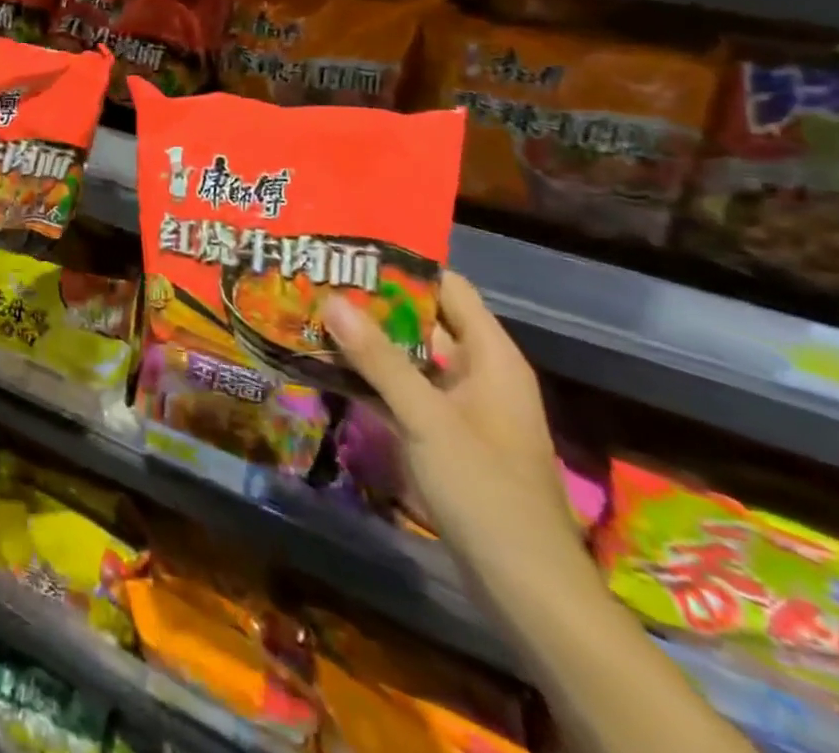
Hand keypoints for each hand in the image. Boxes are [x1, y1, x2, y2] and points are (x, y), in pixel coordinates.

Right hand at [323, 274, 585, 585]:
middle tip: (318, 280)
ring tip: (312, 315)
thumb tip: (332, 299)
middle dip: (373, 302)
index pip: (448, 288)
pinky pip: (403, 391)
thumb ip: (379, 359)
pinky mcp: (444, 436)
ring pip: (409, 357)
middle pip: (423, 320)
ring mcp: (460, 406)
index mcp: (491, 357)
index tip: (351, 251)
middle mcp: (478, 372)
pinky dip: (371, 378)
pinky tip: (328, 367)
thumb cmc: (486, 490)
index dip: (404, 266)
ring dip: (367, 341)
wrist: (526, 589)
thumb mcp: (427, 418)